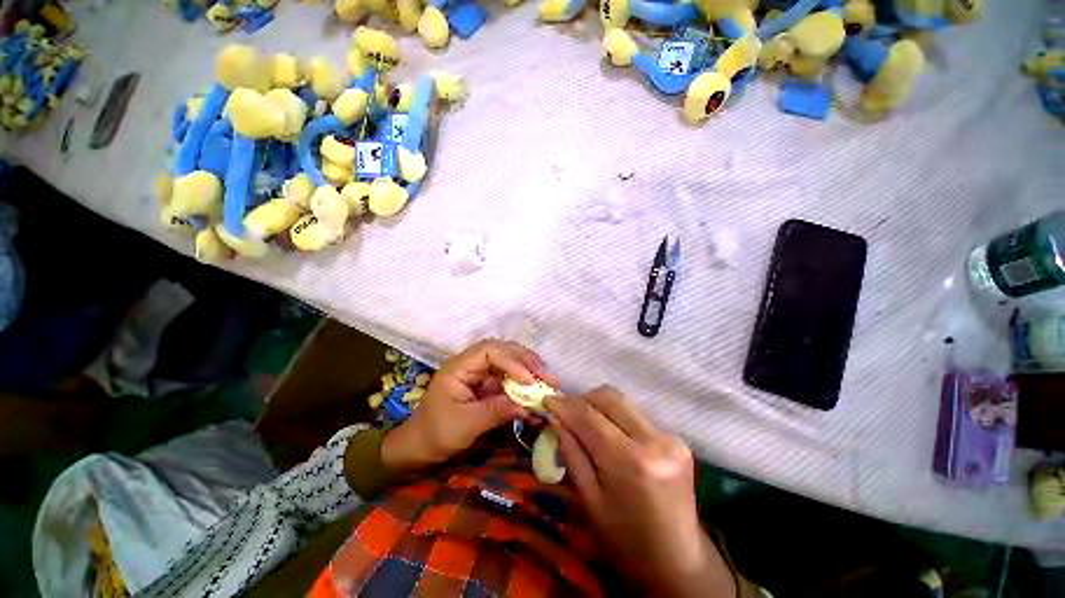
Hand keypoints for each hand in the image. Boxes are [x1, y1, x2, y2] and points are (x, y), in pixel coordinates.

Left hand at [382, 339, 551, 470]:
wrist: (422, 446)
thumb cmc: (436, 433)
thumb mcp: (464, 425)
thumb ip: (495, 411)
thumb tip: (526, 405)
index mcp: (459, 366)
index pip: (489, 351)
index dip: (511, 361)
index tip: (529, 380)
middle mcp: (472, 363)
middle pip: (503, 350)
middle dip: (526, 361)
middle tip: (547, 376)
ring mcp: (482, 372)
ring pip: (510, 361)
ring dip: (530, 369)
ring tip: (548, 381)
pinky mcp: (489, 383)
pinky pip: (510, 377)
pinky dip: (525, 383)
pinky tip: (537, 391)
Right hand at [545, 386, 740, 597]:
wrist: (678, 560)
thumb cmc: (625, 539)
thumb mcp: (589, 499)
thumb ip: (571, 451)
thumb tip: (555, 417)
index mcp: (630, 463)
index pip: (589, 417)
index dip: (565, 405)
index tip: (547, 400)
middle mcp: (654, 441)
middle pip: (610, 398)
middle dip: (582, 399)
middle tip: (566, 412)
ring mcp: (670, 438)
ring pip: (623, 402)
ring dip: (599, 406)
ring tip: (585, 423)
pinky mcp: (677, 439)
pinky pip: (636, 415)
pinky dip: (616, 418)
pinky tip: (609, 435)